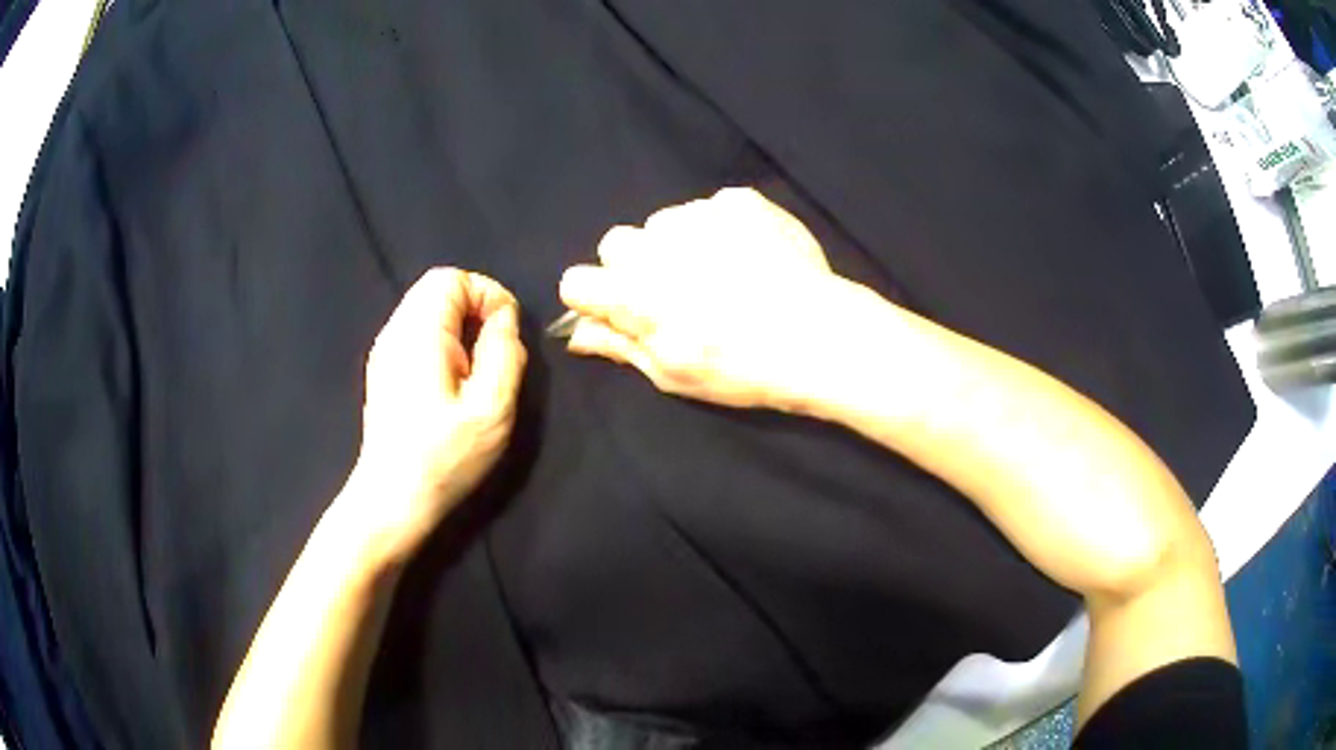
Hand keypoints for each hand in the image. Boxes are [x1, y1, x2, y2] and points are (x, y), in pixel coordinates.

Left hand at [349, 268, 526, 563]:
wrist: (392, 499)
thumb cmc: (444, 457)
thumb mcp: (491, 409)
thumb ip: (504, 353)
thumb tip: (504, 320)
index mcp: (419, 333)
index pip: (452, 278)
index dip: (488, 294)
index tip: (507, 333)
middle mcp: (395, 332)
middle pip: (436, 287)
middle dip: (474, 306)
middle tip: (493, 350)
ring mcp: (384, 351)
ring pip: (425, 308)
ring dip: (458, 324)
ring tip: (475, 368)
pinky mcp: (383, 370)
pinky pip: (415, 331)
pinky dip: (441, 339)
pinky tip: (450, 381)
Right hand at [560, 187, 860, 410]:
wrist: (819, 336)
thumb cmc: (741, 368)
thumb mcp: (673, 373)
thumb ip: (620, 345)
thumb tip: (576, 332)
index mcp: (633, 294)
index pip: (576, 281)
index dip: (596, 298)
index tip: (622, 311)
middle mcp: (656, 245)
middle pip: (616, 243)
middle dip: (634, 265)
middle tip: (675, 291)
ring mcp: (699, 215)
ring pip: (664, 223)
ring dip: (678, 244)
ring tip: (722, 273)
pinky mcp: (738, 201)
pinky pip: (710, 208)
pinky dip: (721, 228)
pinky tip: (751, 255)